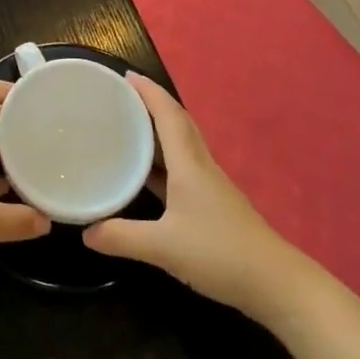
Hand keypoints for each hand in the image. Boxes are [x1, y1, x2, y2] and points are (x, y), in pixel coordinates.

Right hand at [83, 73, 304, 319]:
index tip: (126, 74)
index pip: (168, 115)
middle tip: (121, 96)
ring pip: (181, 145)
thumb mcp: (163, 248)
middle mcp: (200, 166)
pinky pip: (182, 167)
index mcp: (189, 164)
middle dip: (152, 104)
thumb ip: (122, 237)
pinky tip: (146, 174)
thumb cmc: (219, 253)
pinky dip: (162, 161)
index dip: (149, 92)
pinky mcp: (212, 204)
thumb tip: (85, 232)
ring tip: (127, 127)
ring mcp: (209, 185)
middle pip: (177, 123)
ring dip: (157, 131)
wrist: (274, 283)